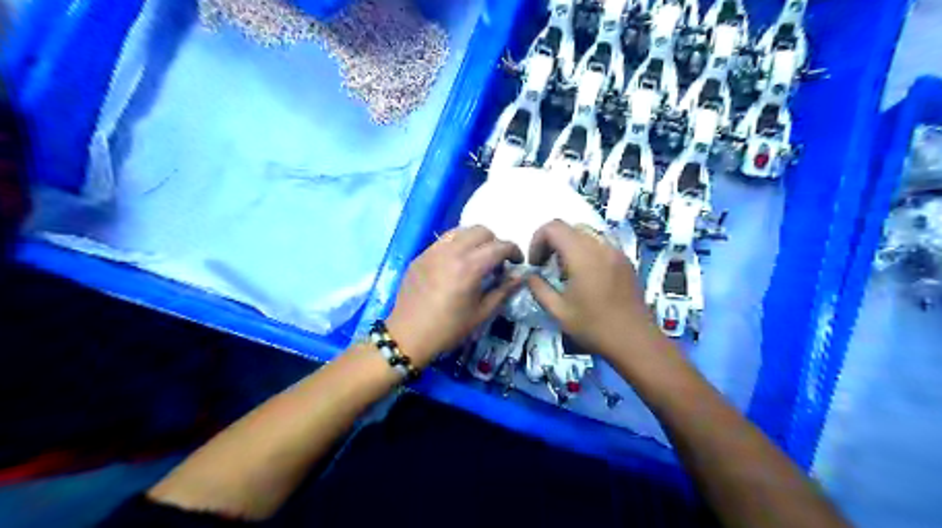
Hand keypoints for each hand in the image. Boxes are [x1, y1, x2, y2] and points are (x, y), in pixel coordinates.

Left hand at [385, 224, 525, 367]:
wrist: (408, 336)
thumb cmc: (448, 329)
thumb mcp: (481, 313)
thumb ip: (503, 291)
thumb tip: (520, 276)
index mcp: (469, 267)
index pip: (499, 246)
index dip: (514, 251)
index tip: (517, 262)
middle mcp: (451, 252)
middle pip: (481, 231)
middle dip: (494, 242)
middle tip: (496, 261)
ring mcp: (433, 251)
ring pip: (461, 231)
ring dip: (475, 240)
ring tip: (476, 259)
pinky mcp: (421, 255)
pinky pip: (443, 240)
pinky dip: (456, 244)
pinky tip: (456, 263)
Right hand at [529, 221, 659, 361]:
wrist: (634, 340)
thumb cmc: (594, 327)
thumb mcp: (558, 311)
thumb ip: (539, 288)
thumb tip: (530, 276)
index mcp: (582, 255)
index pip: (554, 227)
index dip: (538, 240)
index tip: (536, 263)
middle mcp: (601, 246)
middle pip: (570, 227)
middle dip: (553, 241)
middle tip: (547, 265)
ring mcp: (616, 251)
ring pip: (587, 232)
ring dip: (570, 244)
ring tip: (566, 270)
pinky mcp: (625, 259)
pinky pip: (601, 242)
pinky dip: (587, 249)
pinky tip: (586, 274)